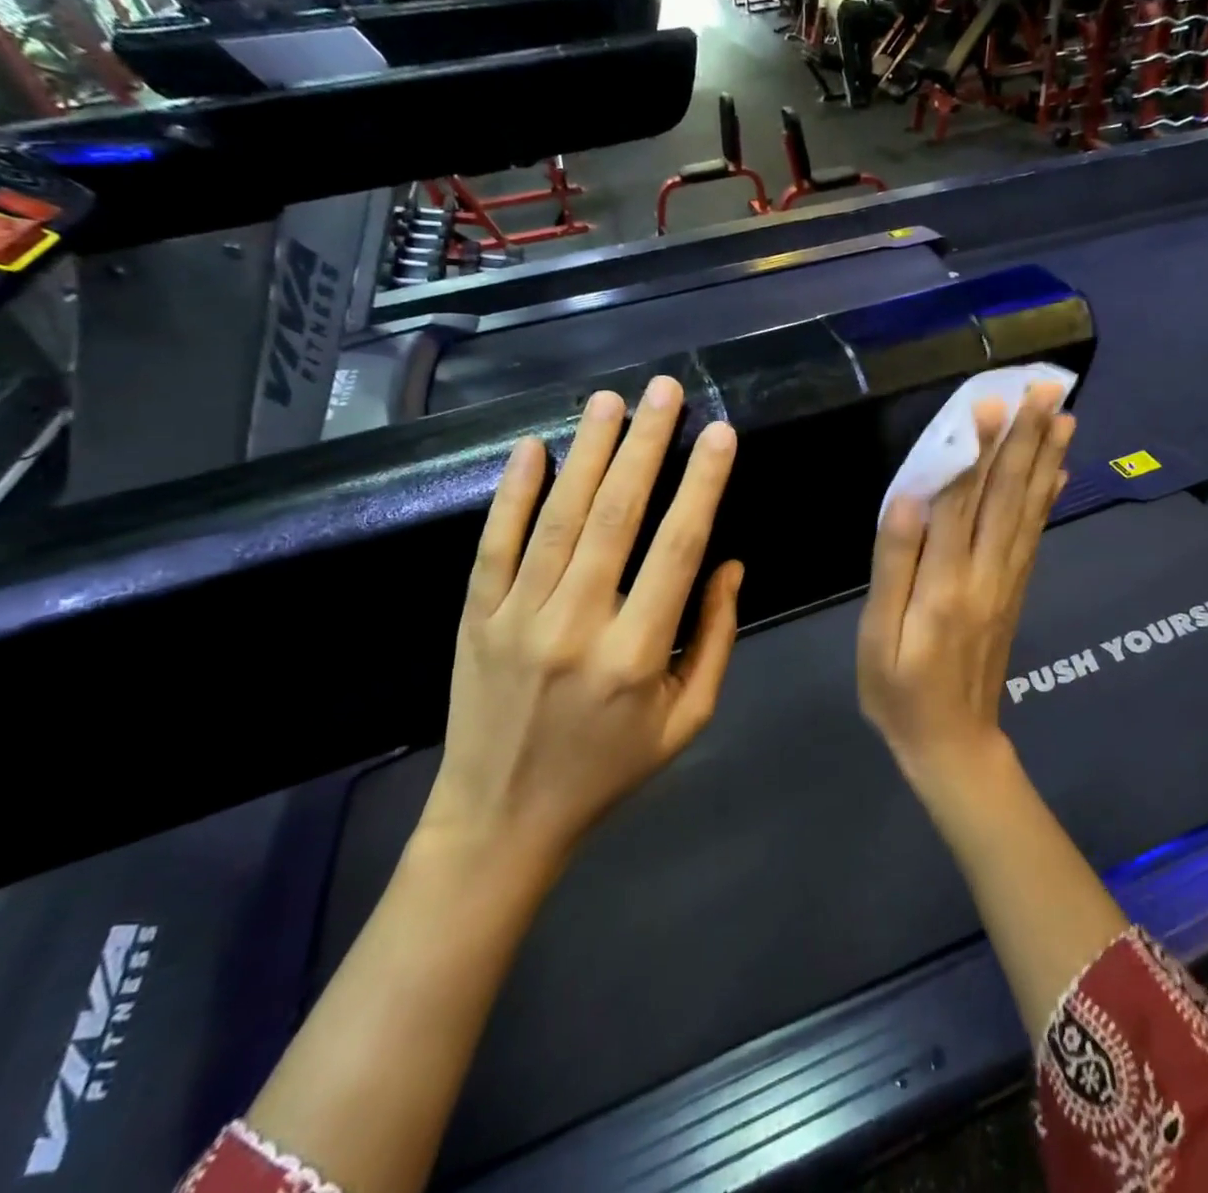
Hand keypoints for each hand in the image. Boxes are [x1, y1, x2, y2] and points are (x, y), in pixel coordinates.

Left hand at [419, 376, 742, 878]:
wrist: (502, 818)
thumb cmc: (610, 769)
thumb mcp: (687, 719)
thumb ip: (715, 638)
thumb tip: (729, 563)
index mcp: (637, 654)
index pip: (677, 549)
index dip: (702, 486)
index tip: (720, 434)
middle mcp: (576, 625)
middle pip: (615, 517)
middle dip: (646, 445)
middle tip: (665, 391)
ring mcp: (518, 617)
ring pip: (557, 518)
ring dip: (587, 453)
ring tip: (611, 401)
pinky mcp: (477, 617)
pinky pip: (495, 544)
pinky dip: (512, 493)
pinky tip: (531, 448)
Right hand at [857, 383, 1074, 796]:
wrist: (953, 744)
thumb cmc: (899, 691)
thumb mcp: (877, 636)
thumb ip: (893, 565)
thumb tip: (908, 500)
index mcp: (944, 583)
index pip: (961, 502)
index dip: (975, 451)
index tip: (989, 403)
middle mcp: (985, 574)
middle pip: (1006, 496)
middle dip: (1025, 439)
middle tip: (1045, 390)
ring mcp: (1007, 582)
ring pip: (1027, 510)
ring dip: (1046, 459)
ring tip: (1064, 414)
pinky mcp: (1015, 591)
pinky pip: (1034, 536)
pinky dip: (1048, 499)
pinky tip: (1059, 472)